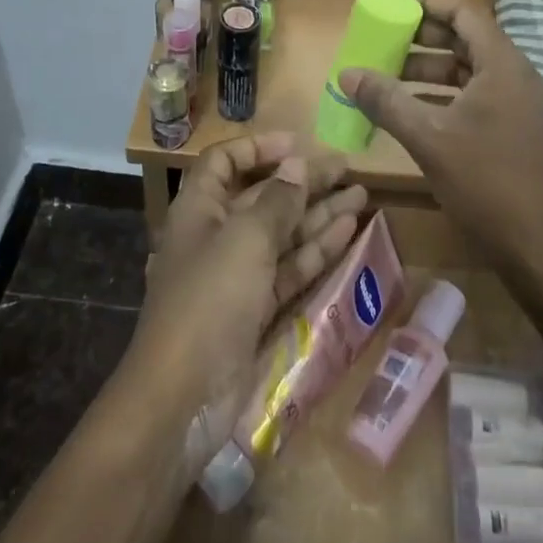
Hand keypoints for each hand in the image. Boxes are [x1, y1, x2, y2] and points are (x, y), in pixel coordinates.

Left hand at [128, 135, 364, 461]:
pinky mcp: (255, 310)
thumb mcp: (245, 240)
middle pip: (263, 197)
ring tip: (361, 195)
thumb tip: (297, 165)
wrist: (181, 399)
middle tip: (347, 168)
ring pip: (283, 233)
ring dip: (319, 214)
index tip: (299, 143)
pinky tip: (348, 232)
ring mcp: (236, 275)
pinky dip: (317, 251)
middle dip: (303, 182)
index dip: (259, 148)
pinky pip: (289, 269)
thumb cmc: (209, 300)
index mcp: (198, 210)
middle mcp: (216, 236)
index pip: (225, 162)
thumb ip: (277, 201)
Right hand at [337, 0, 542, 272]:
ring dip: (427, 67)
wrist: (537, 247)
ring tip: (385, 72)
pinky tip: (408, 108)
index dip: (425, 0)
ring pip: (466, 69)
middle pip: (464, 38)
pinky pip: (472, 95)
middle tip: (381, 35)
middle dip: (420, 36)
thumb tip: (347, 73)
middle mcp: (514, 75)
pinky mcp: (513, 128)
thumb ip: (386, 101)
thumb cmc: (485, 183)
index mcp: (502, 65)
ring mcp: (517, 103)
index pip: (462, 13)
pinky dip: (440, 94)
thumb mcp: (428, 137)